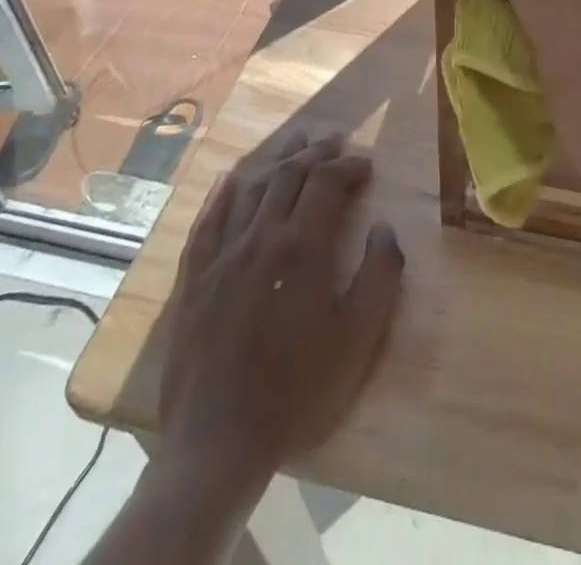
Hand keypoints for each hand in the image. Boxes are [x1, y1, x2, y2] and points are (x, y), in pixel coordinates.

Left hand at [153, 131, 404, 481]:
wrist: (218, 442)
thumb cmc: (297, 389)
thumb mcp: (357, 338)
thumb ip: (379, 274)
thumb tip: (385, 227)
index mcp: (301, 246)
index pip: (326, 182)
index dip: (348, 166)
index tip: (366, 163)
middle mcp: (260, 236)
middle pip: (289, 175)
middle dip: (316, 152)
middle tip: (335, 138)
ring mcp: (222, 253)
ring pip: (251, 187)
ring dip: (277, 159)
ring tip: (296, 142)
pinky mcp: (195, 276)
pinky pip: (209, 218)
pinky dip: (224, 192)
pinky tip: (232, 178)